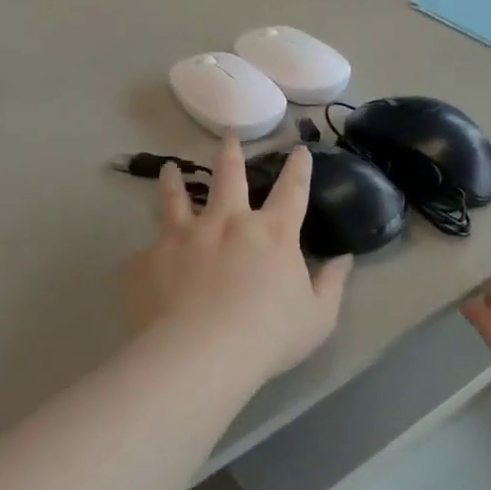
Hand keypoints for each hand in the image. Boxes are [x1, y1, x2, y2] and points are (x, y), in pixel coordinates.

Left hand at [122, 134, 351, 383]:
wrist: (200, 355)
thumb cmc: (268, 337)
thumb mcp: (317, 317)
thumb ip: (332, 285)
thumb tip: (344, 260)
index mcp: (272, 234)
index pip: (292, 190)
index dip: (298, 168)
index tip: (298, 149)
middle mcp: (227, 222)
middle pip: (228, 176)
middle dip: (230, 152)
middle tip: (227, 134)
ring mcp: (183, 237)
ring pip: (176, 198)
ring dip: (174, 180)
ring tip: (170, 168)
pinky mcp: (148, 260)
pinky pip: (147, 252)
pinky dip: (150, 253)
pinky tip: (145, 261)